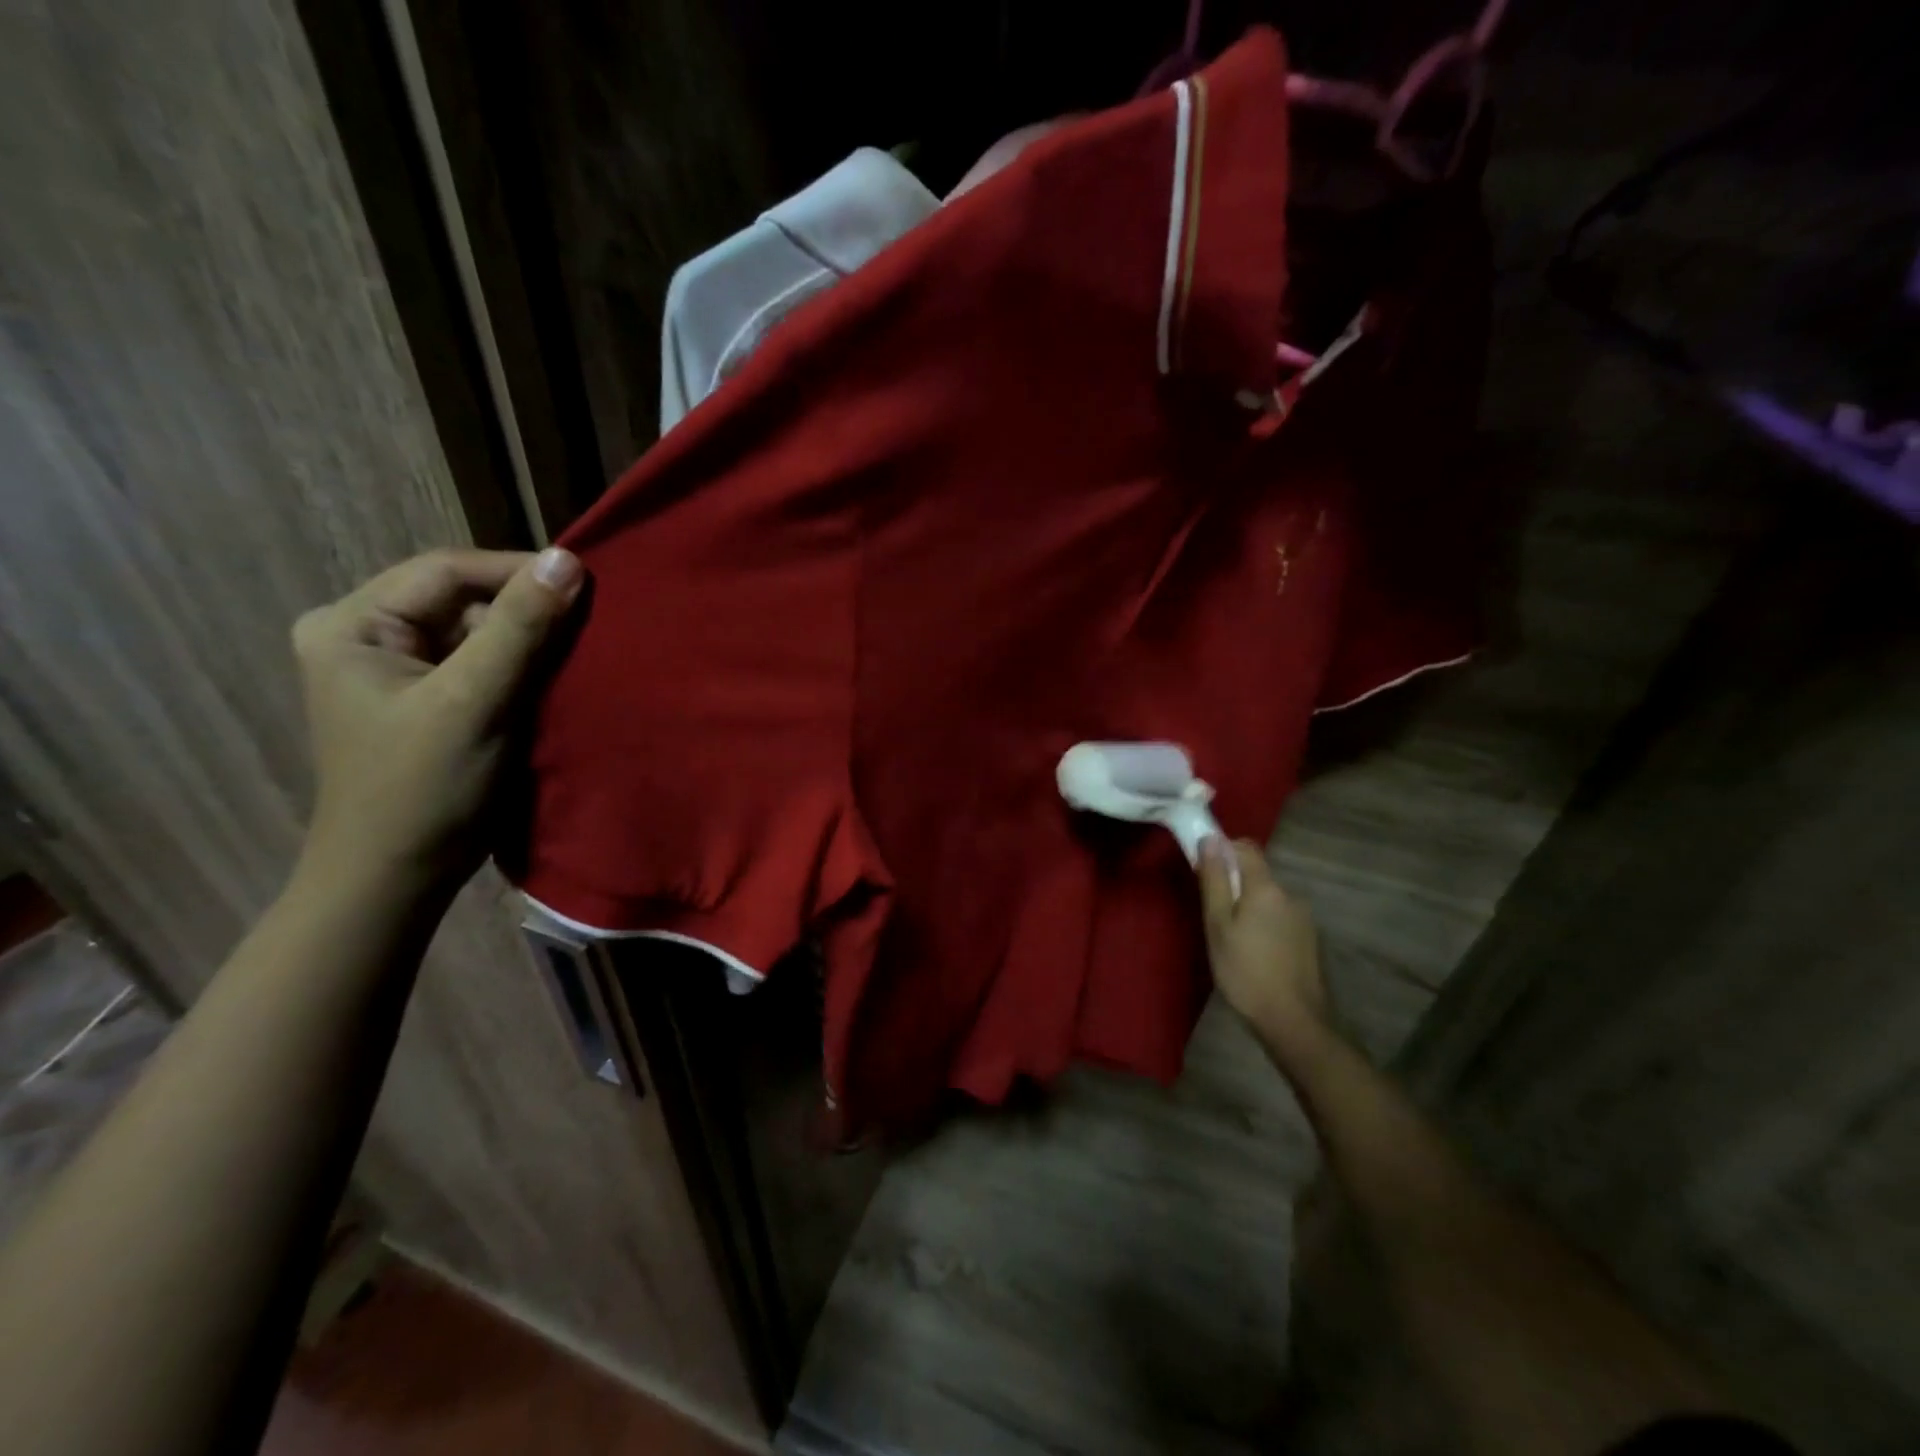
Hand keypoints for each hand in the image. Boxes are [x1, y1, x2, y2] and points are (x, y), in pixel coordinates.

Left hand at [291, 547, 585, 897]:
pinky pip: (481, 665)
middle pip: (462, 600)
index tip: (587, 585)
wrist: (398, 878)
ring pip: (477, 633)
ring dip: (529, 643)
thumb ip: (520, 628)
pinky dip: (521, 670)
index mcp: (352, 625)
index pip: (446, 572)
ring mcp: (397, 671)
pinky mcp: (426, 700)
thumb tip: (569, 560)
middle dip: (526, 611)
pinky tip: (555, 681)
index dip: (517, 572)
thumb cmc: (424, 789)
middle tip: (590, 624)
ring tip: (581, 653)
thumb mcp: (474, 701)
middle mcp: (367, 636)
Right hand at [1199, 838, 1329, 1045]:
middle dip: (1233, 884)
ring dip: (1249, 907)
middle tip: (1212, 914)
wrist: (1294, 1022)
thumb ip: (1215, 880)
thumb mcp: (1218, 925)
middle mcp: (1290, 895)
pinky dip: (1264, 924)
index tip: (1202, 870)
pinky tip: (1254, 953)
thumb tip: (1210, 839)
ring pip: (1268, 898)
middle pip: (1257, 874)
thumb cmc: (1245, 971)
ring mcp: (1304, 918)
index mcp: (1266, 888)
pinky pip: (1280, 918)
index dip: (1222, 849)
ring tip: (1232, 940)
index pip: (1245, 847)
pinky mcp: (1309, 940)